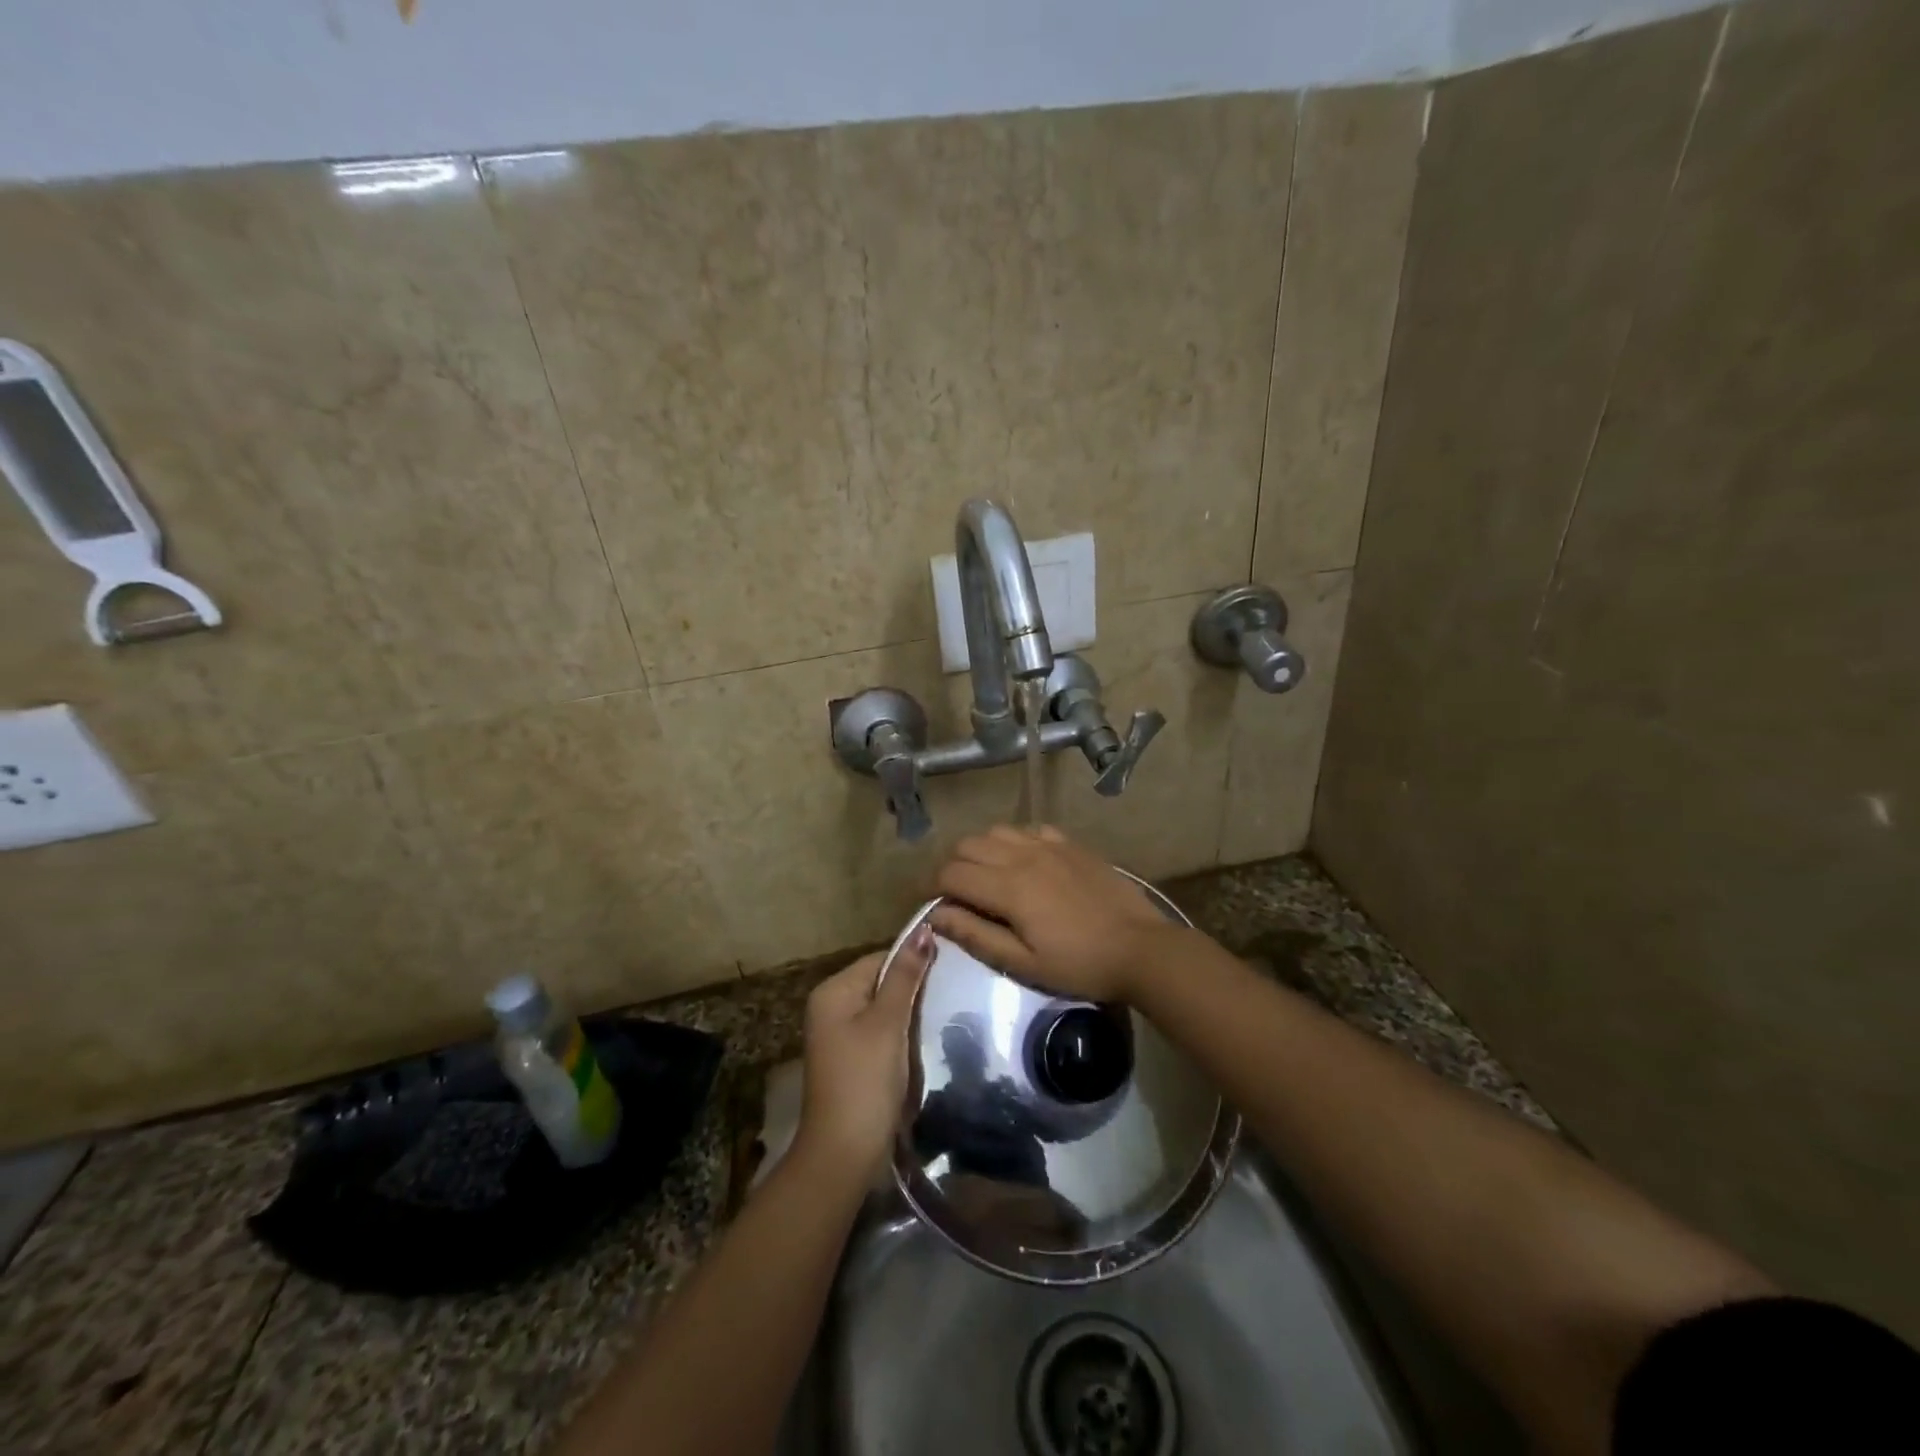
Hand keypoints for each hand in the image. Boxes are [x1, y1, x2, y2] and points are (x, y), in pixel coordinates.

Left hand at [793, 927, 935, 1183]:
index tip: (947, 974)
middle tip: (946, 999)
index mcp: (833, 991)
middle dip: (911, 991)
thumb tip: (923, 929)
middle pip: (880, 982)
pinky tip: (918, 1046)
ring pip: (883, 1009)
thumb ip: (905, 976)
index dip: (912, 964)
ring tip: (937, 1021)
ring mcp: (837, 1035)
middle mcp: (830, 1006)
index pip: (880, 958)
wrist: (844, 1154)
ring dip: (908, 1016)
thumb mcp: (888, 1023)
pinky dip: (899, 1036)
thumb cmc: (865, 1080)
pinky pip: (879, 1032)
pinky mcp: (849, 1058)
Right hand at [930, 826, 1179, 1002]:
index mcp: (1008, 887)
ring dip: (982, 851)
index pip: (951, 873)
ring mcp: (1049, 845)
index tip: (937, 907)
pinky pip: (1030, 829)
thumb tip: (936, 915)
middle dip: (954, 867)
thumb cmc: (1079, 964)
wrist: (1140, 948)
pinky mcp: (1071, 844)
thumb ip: (975, 935)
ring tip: (990, 878)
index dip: (934, 889)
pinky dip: (1016, 842)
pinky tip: (1026, 864)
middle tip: (960, 896)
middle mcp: (1022, 856)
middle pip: (967, 845)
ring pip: (996, 831)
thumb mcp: (1023, 963)